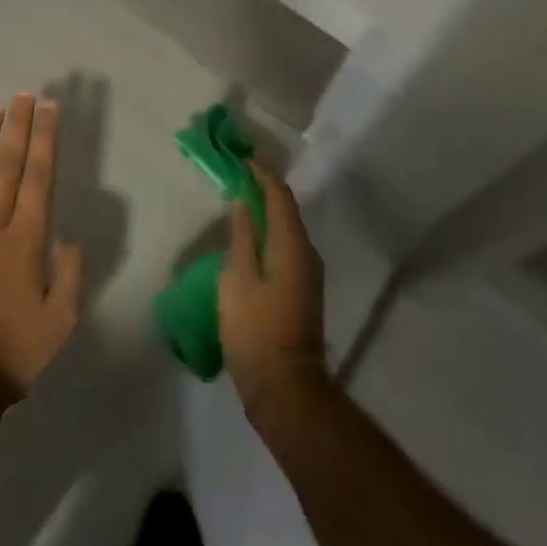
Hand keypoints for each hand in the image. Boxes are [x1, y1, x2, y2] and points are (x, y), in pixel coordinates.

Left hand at [0, 94, 83, 394]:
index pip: (39, 177)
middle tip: (24, 94)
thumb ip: (69, 275)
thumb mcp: (60, 321)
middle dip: (18, 127)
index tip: (49, 108)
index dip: (44, 139)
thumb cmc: (11, 355)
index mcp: (26, 241)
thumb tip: (68, 238)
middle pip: (7, 167)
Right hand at [219, 160, 326, 418]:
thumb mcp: (238, 280)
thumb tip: (244, 202)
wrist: (286, 388)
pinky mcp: (303, 291)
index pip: (280, 195)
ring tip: (241, 203)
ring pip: (287, 230)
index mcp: (292, 244)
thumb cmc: (256, 330)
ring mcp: (308, 274)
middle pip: (286, 210)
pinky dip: (269, 235)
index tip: (244, 156)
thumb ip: (242, 238)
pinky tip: (250, 241)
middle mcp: (307, 252)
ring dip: (267, 213)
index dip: (262, 173)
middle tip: (238, 176)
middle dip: (265, 190)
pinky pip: (286, 248)